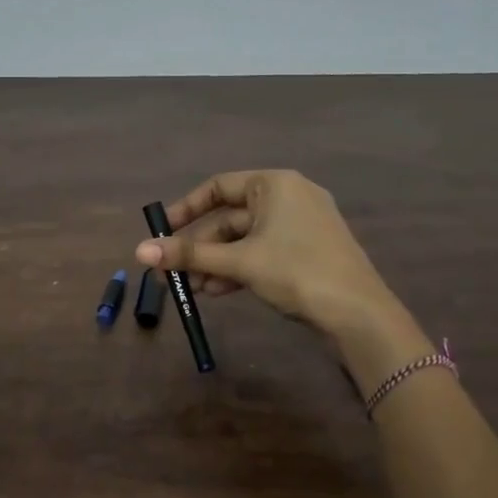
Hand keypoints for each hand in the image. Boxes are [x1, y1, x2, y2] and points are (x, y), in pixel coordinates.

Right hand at [134, 170, 400, 339]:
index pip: (217, 187)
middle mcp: (288, 197)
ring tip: (192, 289)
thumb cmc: (296, 272)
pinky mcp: (307, 251)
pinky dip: (239, 269)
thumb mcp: (239, 262)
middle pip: (229, 218)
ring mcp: (301, 225)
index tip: (162, 232)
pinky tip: (217, 292)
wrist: (359, 313)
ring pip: (245, 239)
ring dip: (216, 263)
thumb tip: (139, 251)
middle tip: (172, 272)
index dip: (185, 209)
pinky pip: (262, 252)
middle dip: (200, 248)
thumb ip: (189, 256)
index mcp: (274, 184)